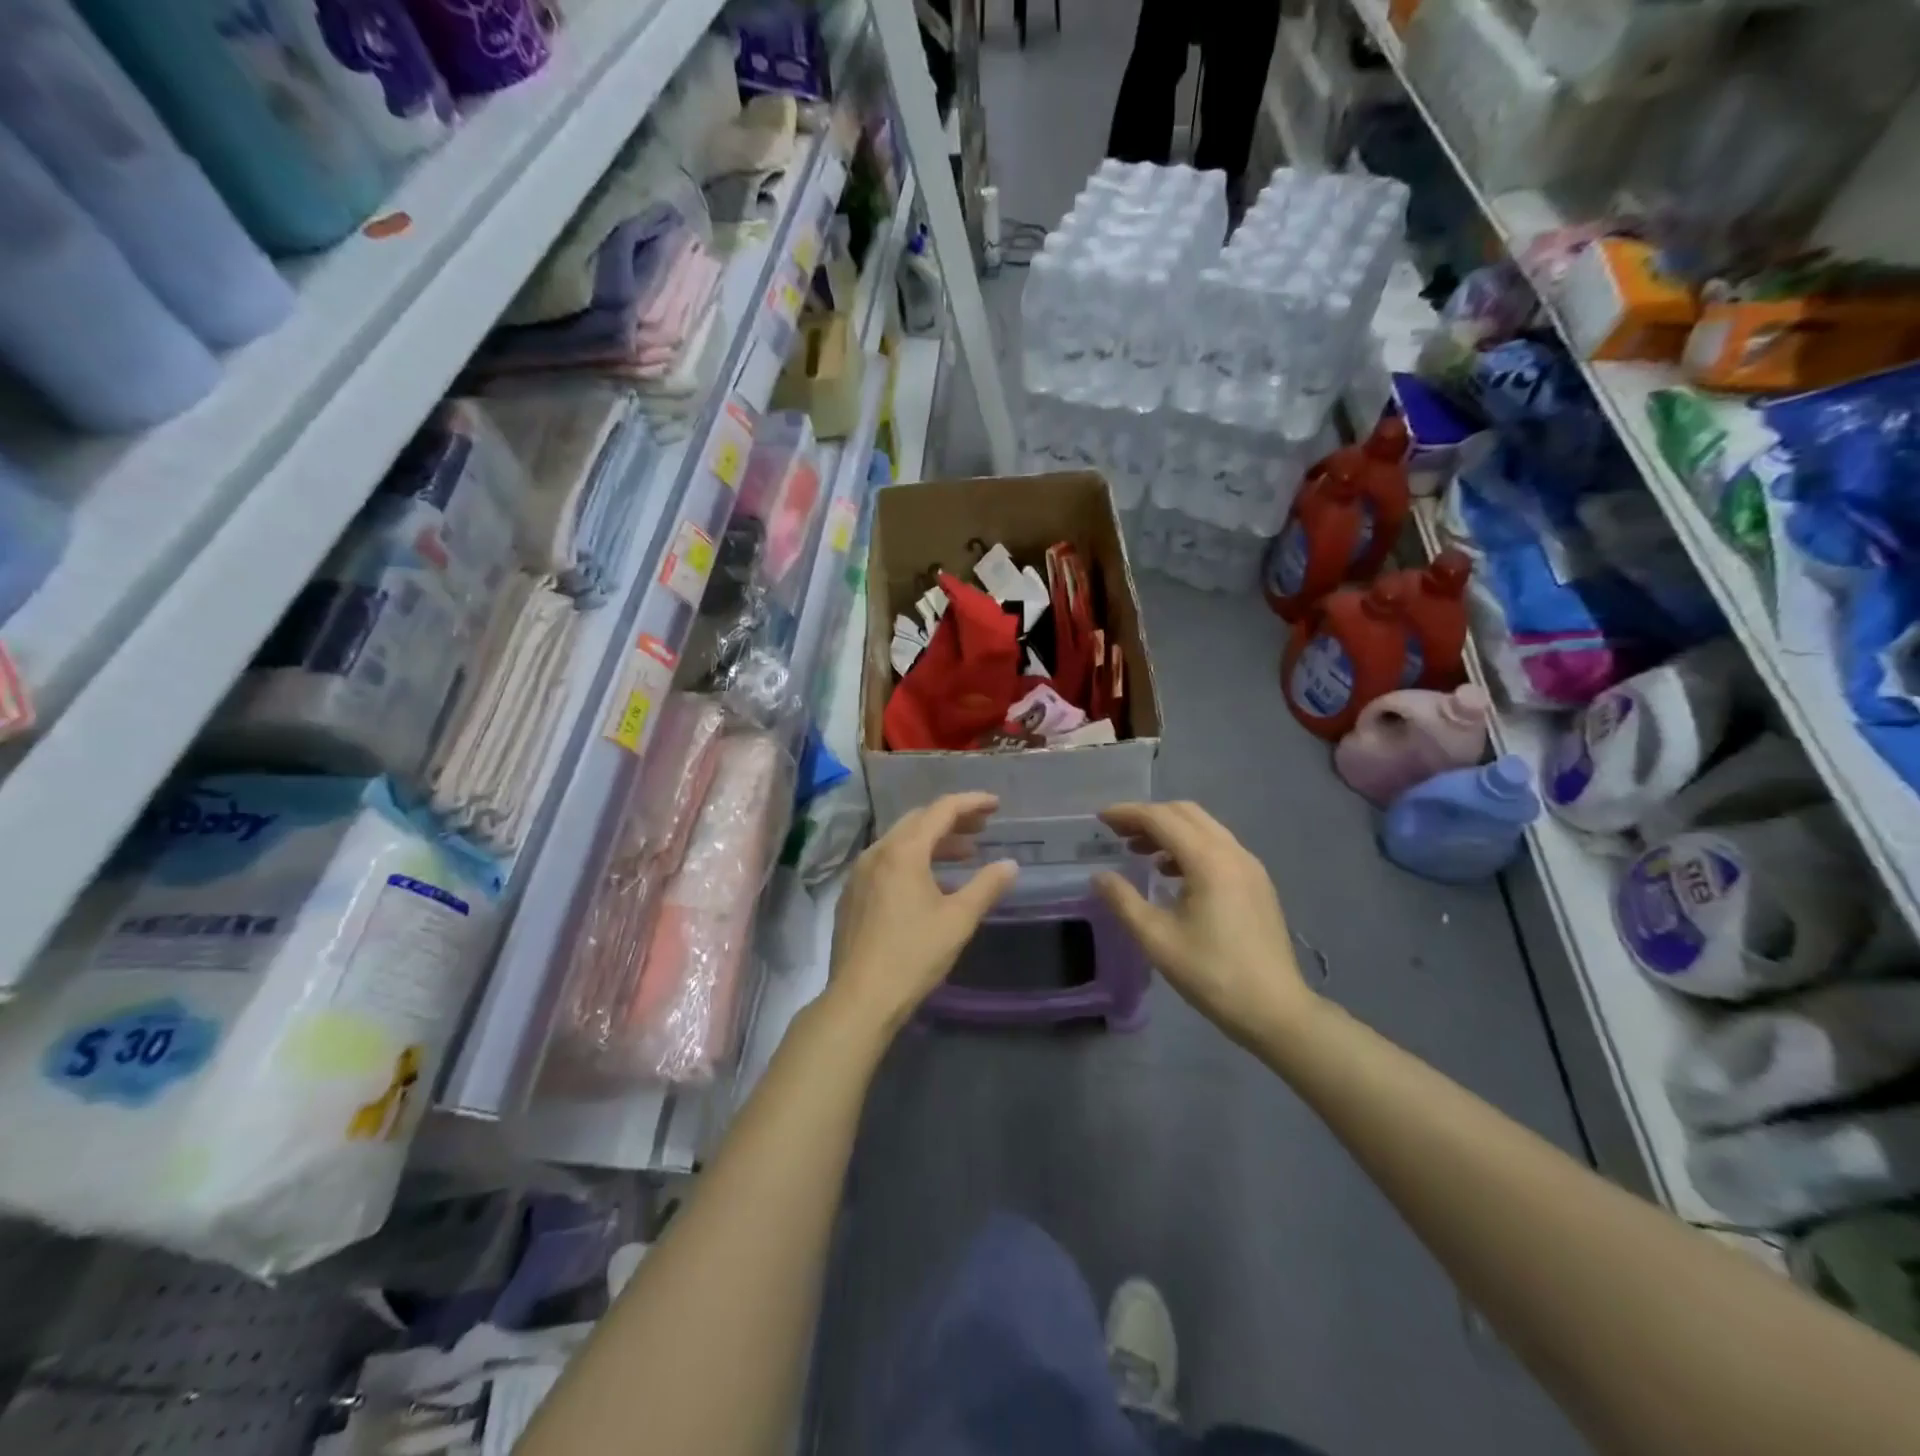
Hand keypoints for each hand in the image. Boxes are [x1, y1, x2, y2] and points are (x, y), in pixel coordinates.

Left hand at [825, 793, 1017, 1039]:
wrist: (859, 998)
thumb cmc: (913, 955)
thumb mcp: (958, 920)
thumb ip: (986, 886)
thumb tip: (1010, 865)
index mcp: (903, 851)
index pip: (941, 810)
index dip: (971, 803)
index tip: (996, 805)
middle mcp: (877, 852)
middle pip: (918, 821)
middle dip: (952, 820)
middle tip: (982, 828)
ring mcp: (859, 873)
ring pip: (900, 841)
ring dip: (933, 841)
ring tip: (964, 854)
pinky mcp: (852, 894)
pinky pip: (886, 862)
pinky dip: (913, 860)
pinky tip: (930, 882)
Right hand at [1094, 802, 1314, 1045]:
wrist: (1275, 1010)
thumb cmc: (1212, 974)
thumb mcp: (1157, 940)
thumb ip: (1124, 901)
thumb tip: (1099, 877)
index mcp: (1209, 861)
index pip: (1162, 819)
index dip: (1128, 814)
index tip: (1101, 820)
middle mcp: (1233, 853)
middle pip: (1185, 814)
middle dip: (1148, 816)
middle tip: (1117, 833)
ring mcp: (1250, 866)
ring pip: (1204, 828)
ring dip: (1169, 830)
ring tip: (1139, 852)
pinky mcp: (1257, 883)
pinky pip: (1218, 847)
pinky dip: (1189, 846)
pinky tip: (1172, 873)